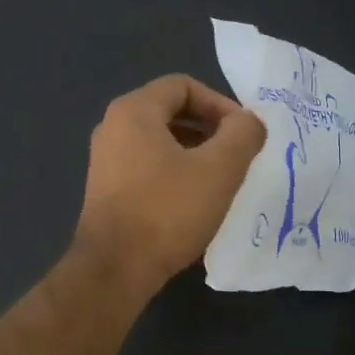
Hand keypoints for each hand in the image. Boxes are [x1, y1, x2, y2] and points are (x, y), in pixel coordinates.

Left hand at [75, 74, 266, 295]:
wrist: (115, 269)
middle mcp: (112, 127)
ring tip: (221, 181)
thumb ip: (242, 134)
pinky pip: (148, 167)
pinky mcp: (106, 190)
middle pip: (171, 112)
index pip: (183, 85)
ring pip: (160, 142)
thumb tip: (248, 122)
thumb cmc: (167, 211)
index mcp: (133, 111)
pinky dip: (175, 174)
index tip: (243, 134)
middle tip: (238, 156)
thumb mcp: (219, 169)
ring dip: (195, 154)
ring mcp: (105, 160)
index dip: (220, 103)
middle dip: (210, 130)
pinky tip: (195, 202)